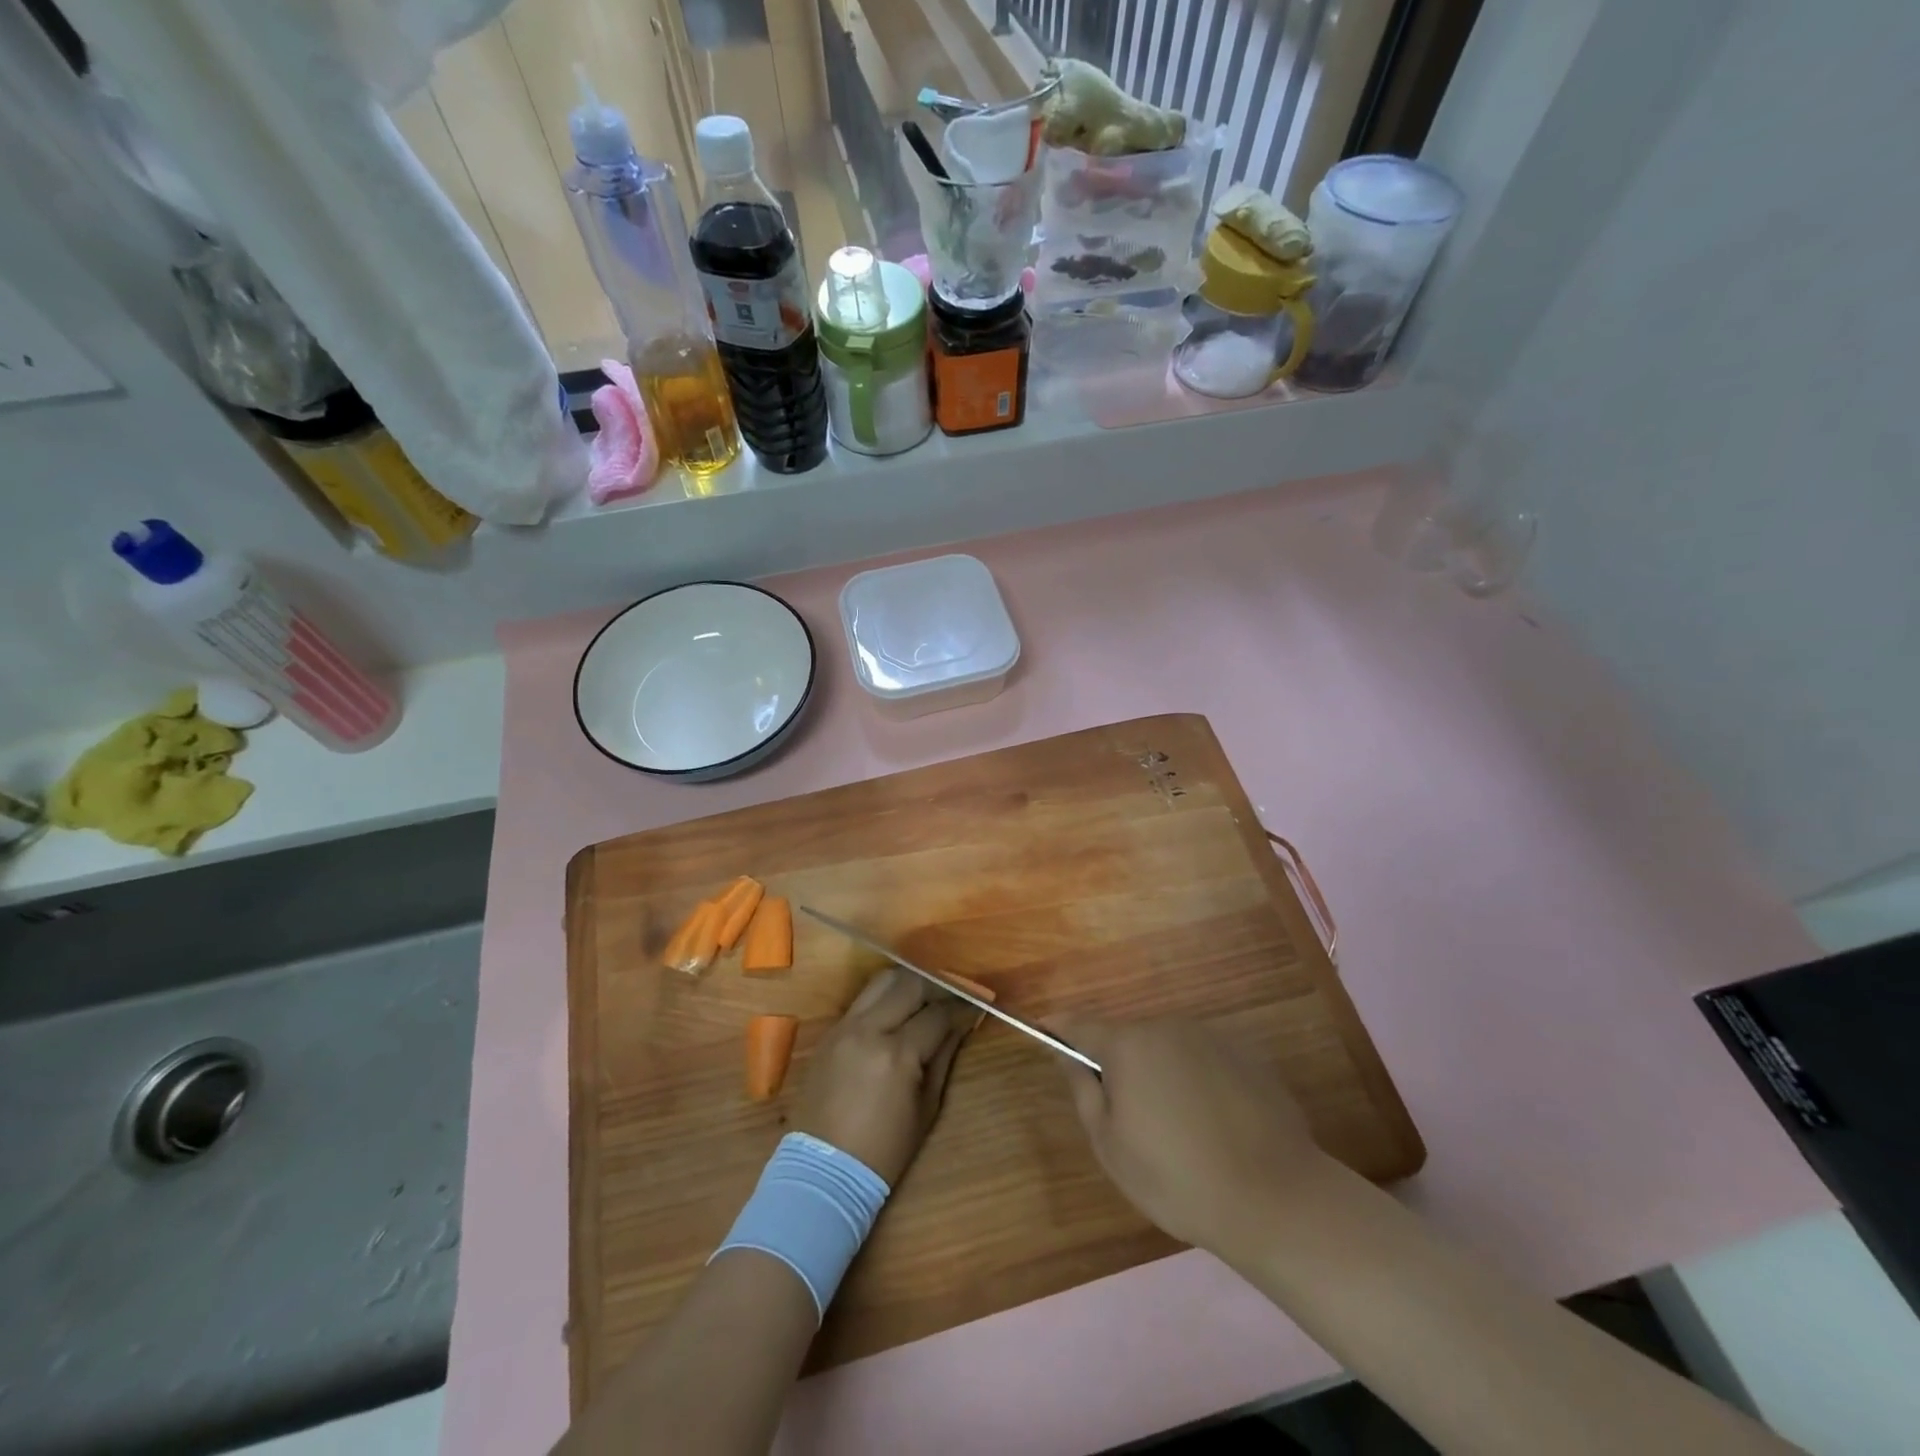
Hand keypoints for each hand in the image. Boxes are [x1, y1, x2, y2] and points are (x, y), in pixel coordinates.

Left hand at [791, 968, 977, 1184]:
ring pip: (883, 981)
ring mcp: (845, 1026)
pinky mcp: (830, 1032)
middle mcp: (869, 1029)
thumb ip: (943, 1057)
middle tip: (953, 996)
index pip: (938, 1014)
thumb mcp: (926, 1108)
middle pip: (910, 984)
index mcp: (897, 1054)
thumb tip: (961, 1024)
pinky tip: (898, 1010)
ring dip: (909, 983)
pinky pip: (863, 999)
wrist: (823, 1170)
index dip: (961, 1008)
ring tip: (926, 996)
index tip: (976, 1006)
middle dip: (938, 986)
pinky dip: (885, 997)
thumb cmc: (884, 1150)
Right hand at [1053, 1019, 1328, 1260]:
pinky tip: (1214, 1126)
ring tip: (1177, 1129)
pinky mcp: (1246, 1055)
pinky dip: (1197, 1081)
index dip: (1059, 1030)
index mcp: (1129, 1044)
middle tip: (1127, 1118)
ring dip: (1160, 1073)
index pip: (1080, 1024)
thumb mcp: (1110, 1146)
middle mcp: (1167, 1026)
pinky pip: (1204, 1060)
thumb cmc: (1177, 1178)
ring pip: (1167, 1048)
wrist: (1276, 1198)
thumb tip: (1066, 1053)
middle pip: (1127, 1038)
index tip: (1046, 1035)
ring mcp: (1211, 1037)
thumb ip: (1083, 1090)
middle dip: (1119, 1065)